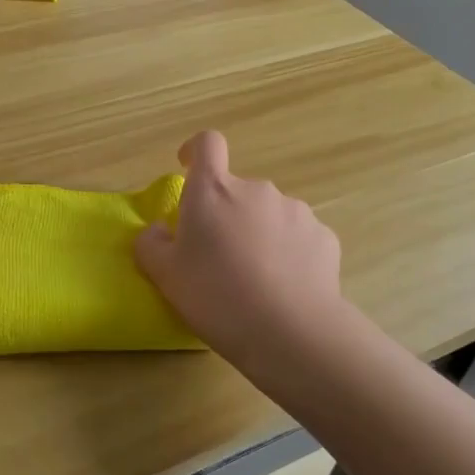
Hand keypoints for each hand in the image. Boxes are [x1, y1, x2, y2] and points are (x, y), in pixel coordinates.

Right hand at [135, 131, 344, 362]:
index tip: (188, 168)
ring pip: (267, 215)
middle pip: (236, 190)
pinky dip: (287, 254)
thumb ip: (151, 244)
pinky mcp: (324, 237)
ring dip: (258, 234)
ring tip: (254, 279)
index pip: (207, 144)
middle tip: (217, 258)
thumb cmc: (215, 296)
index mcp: (213, 191)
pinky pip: (297, 238)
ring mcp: (295, 211)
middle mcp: (256, 190)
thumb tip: (158, 230)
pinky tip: (284, 288)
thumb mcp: (165, 275)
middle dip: (225, 214)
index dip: (196, 151)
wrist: (290, 331)